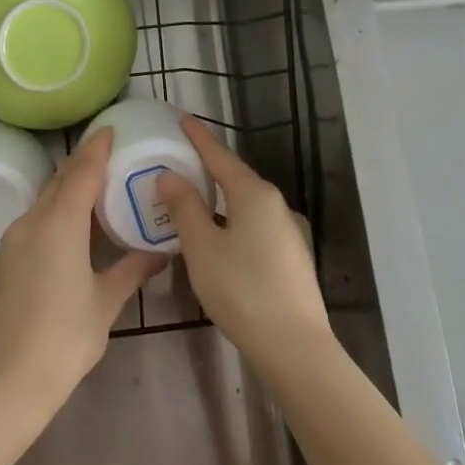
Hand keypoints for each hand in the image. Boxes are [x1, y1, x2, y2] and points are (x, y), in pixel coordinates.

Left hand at [0, 129, 165, 420]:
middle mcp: (30, 223)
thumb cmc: (65, 338)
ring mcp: (10, 241)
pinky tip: (66, 232)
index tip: (109, 130)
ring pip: (41, 203)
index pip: (80, 173)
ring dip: (65, 191)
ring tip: (92, 192)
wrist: (7, 380)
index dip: (95, 149)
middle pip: (58, 183)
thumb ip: (132, 270)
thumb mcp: (106, 302)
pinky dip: (51, 216)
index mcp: (59, 225)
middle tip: (107, 157)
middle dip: (81, 166)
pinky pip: (30, 224)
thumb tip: (160, 253)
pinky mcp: (0, 261)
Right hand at [156, 116, 329, 377]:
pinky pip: (254, 226)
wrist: (293, 345)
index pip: (220, 156)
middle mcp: (276, 205)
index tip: (182, 118)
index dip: (199, 137)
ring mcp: (288, 232)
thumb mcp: (202, 246)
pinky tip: (218, 237)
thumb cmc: (241, 288)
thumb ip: (185, 207)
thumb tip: (170, 176)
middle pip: (235, 178)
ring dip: (219, 199)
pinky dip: (231, 221)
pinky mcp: (290, 257)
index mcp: (254, 194)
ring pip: (245, 205)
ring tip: (192, 200)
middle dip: (208, 168)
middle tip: (179, 161)